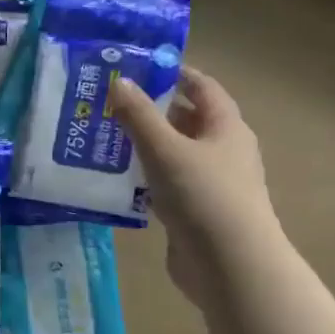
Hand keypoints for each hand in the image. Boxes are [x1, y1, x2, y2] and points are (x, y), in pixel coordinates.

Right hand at [113, 67, 277, 298]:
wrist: (229, 266)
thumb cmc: (203, 196)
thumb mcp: (165, 149)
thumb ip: (139, 115)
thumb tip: (119, 81)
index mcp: (226, 128)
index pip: (203, 87)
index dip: (175, 73)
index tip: (138, 67)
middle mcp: (223, 152)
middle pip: (187, 121)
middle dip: (152, 110)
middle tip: (111, 103)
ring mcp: (211, 184)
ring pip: (174, 155)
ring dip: (145, 146)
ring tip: (105, 137)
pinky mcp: (196, 213)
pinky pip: (167, 185)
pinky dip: (145, 178)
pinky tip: (116, 180)